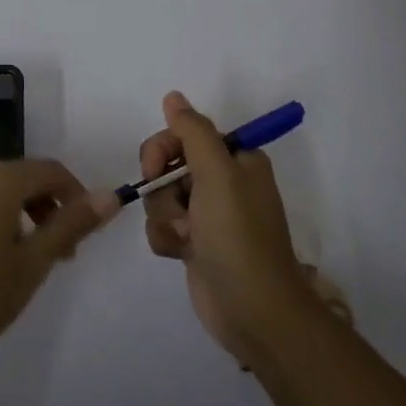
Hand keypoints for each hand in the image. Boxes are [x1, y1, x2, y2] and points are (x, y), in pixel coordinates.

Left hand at [0, 160, 120, 374]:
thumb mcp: (31, 265)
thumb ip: (71, 225)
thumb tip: (110, 195)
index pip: (51, 171)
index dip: (76, 196)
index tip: (84, 234)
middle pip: (22, 177)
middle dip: (48, 208)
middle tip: (58, 254)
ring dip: (19, 215)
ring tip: (23, 261)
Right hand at [142, 92, 315, 362]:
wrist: (252, 310)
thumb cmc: (238, 235)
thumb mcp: (217, 174)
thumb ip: (192, 131)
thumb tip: (173, 96)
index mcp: (236, 159)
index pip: (185, 134)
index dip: (163, 149)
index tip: (153, 169)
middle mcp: (223, 182)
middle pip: (168, 166)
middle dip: (164, 190)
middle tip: (180, 211)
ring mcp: (208, 215)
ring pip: (161, 198)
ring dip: (166, 218)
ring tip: (187, 239)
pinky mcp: (196, 244)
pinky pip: (164, 226)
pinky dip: (167, 238)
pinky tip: (182, 254)